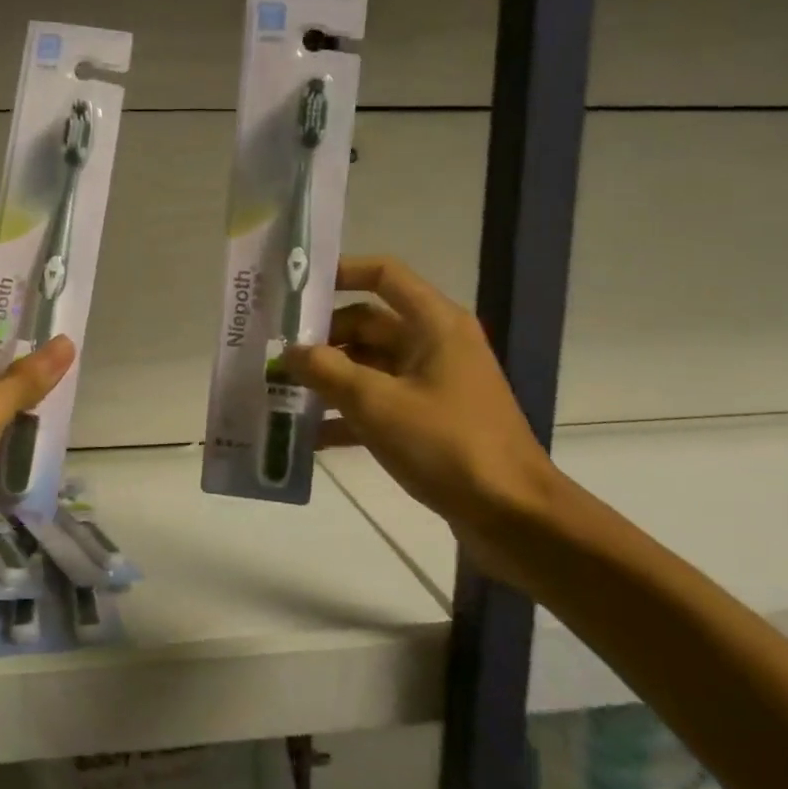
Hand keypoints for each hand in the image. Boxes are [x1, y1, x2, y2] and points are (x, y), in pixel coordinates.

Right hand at [279, 255, 555, 587]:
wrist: (514, 516)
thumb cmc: (447, 444)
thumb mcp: (377, 403)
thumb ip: (326, 371)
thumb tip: (289, 351)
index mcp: (433, 324)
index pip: (383, 274)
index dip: (340, 272)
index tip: (295, 290)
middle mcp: (434, 345)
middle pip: (368, 324)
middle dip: (322, 338)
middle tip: (274, 353)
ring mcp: (433, 384)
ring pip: (369, 367)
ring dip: (329, 379)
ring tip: (280, 392)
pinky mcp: (430, 421)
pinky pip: (380, 405)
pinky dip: (347, 415)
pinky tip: (307, 437)